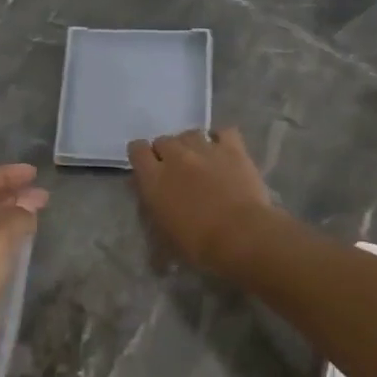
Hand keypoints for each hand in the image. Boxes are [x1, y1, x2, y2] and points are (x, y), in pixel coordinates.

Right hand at [126, 128, 274, 277]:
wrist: (240, 236)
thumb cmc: (197, 244)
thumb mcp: (162, 234)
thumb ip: (152, 208)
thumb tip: (150, 195)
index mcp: (153, 178)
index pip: (137, 150)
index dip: (142, 156)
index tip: (148, 168)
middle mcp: (176, 156)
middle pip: (163, 140)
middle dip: (167, 153)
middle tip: (177, 171)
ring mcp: (205, 149)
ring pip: (191, 133)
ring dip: (191, 145)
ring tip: (201, 161)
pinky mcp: (233, 149)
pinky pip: (224, 132)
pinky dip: (222, 139)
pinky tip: (224, 152)